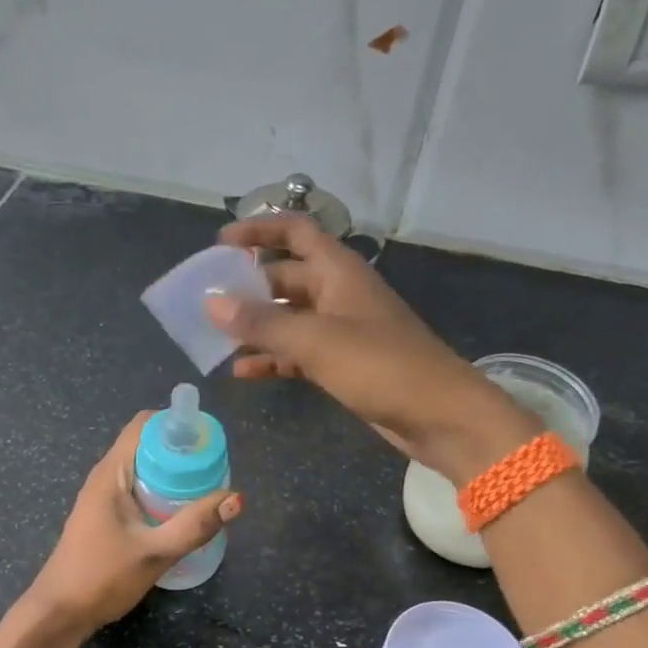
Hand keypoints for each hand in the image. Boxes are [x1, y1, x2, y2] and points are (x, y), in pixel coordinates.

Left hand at [24, 412, 242, 632]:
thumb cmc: (101, 578)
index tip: (209, 440)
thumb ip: (195, 526)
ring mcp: (104, 498)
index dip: (177, 424)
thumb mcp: (154, 553)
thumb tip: (237, 498)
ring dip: (175, 475)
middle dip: (183, 452)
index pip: (145, 424)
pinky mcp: (107, 517)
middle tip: (217, 470)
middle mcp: (106, 477)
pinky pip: (140, 491)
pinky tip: (183, 514)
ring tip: (208, 490)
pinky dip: (163, 493)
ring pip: (145, 471)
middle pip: (148, 446)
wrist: (58, 613)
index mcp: (111, 473)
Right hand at [207, 212, 536, 481]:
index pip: (296, 232)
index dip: (259, 230)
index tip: (220, 243)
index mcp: (339, 272)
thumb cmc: (381, 367)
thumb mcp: (315, 341)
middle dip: (248, 286)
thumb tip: (211, 302)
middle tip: (207, 300)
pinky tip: (243, 371)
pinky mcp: (343, 365)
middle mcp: (338, 294)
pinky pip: (298, 353)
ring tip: (216, 338)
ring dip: (257, 326)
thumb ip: (262, 322)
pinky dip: (273, 358)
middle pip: (286, 276)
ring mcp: (342, 331)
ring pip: (289, 318)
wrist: (440, 416)